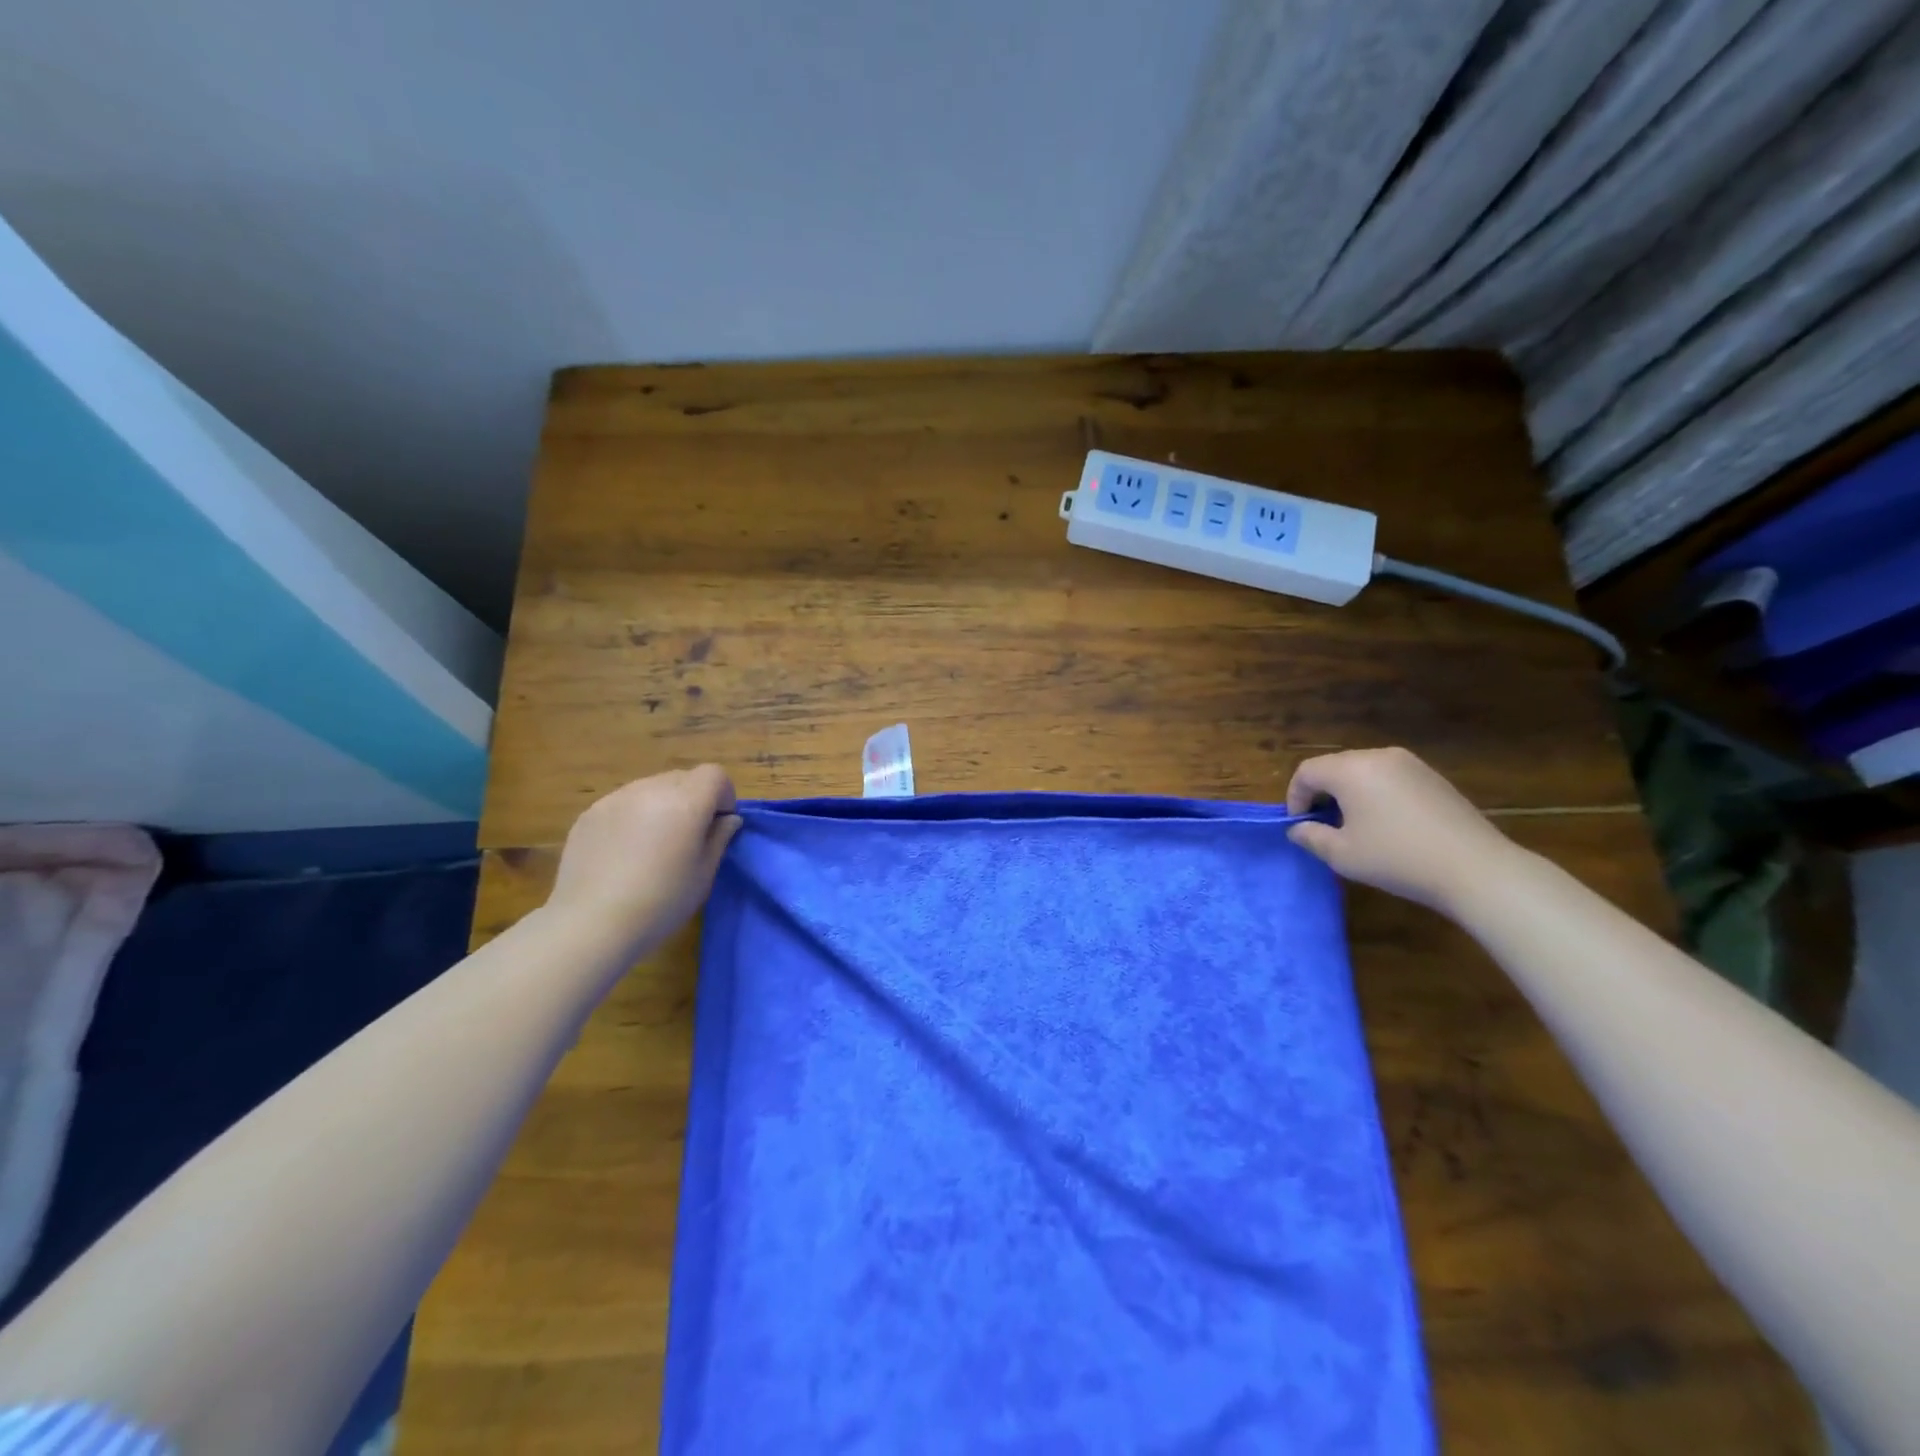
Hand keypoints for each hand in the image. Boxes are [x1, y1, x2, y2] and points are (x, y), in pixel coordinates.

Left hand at [545, 765, 741, 955]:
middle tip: (688, 837)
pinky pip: (623, 803)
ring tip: (652, 844)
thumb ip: (719, 838)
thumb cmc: (661, 902)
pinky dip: (633, 816)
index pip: (714, 774)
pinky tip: (623, 852)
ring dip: (662, 805)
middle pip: (683, 778)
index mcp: (686, 802)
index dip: (723, 795)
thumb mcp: (704, 874)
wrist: (591, 923)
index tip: (718, 825)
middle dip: (693, 799)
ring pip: (651, 787)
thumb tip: (727, 819)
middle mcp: (651, 789)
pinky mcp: (590, 813)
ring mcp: (616, 798)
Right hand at [1284, 747, 1519, 913]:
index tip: (1299, 824)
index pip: (1307, 772)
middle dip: (1321, 793)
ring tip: (1354, 825)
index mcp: (1351, 770)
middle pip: (1334, 767)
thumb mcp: (1343, 855)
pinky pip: (1390, 777)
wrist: (1475, 868)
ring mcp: (1410, 763)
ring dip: (1349, 793)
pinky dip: (1376, 793)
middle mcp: (1378, 756)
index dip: (1295, 797)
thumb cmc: (1397, 858)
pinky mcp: (1432, 776)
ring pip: (1362, 770)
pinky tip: (1387, 824)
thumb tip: (1298, 828)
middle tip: (1323, 825)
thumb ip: (1311, 837)